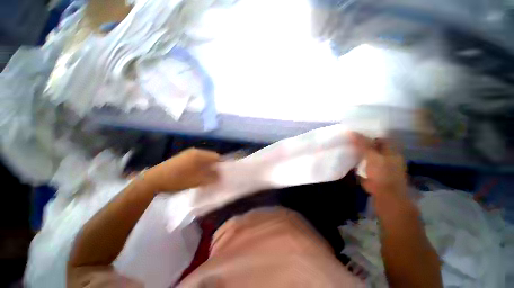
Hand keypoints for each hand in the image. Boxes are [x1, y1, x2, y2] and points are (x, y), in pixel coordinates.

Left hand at [144, 148, 219, 192]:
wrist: (153, 180)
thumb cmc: (178, 178)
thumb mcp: (197, 180)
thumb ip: (211, 178)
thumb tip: (221, 176)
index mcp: (199, 154)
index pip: (217, 157)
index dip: (221, 165)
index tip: (223, 174)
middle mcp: (194, 152)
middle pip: (210, 159)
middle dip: (214, 168)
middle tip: (215, 177)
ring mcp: (187, 155)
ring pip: (203, 161)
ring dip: (206, 169)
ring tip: (206, 178)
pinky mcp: (182, 159)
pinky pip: (196, 163)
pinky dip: (199, 169)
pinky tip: (196, 176)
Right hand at [350, 132, 407, 202]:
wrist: (386, 196)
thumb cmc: (382, 174)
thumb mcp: (372, 156)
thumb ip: (363, 144)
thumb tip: (351, 132)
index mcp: (391, 152)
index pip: (380, 139)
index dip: (369, 135)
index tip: (356, 134)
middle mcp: (388, 158)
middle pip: (374, 147)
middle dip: (363, 144)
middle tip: (349, 141)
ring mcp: (382, 167)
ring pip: (369, 156)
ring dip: (361, 153)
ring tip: (348, 149)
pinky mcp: (375, 175)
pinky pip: (365, 165)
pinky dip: (359, 163)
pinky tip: (350, 161)